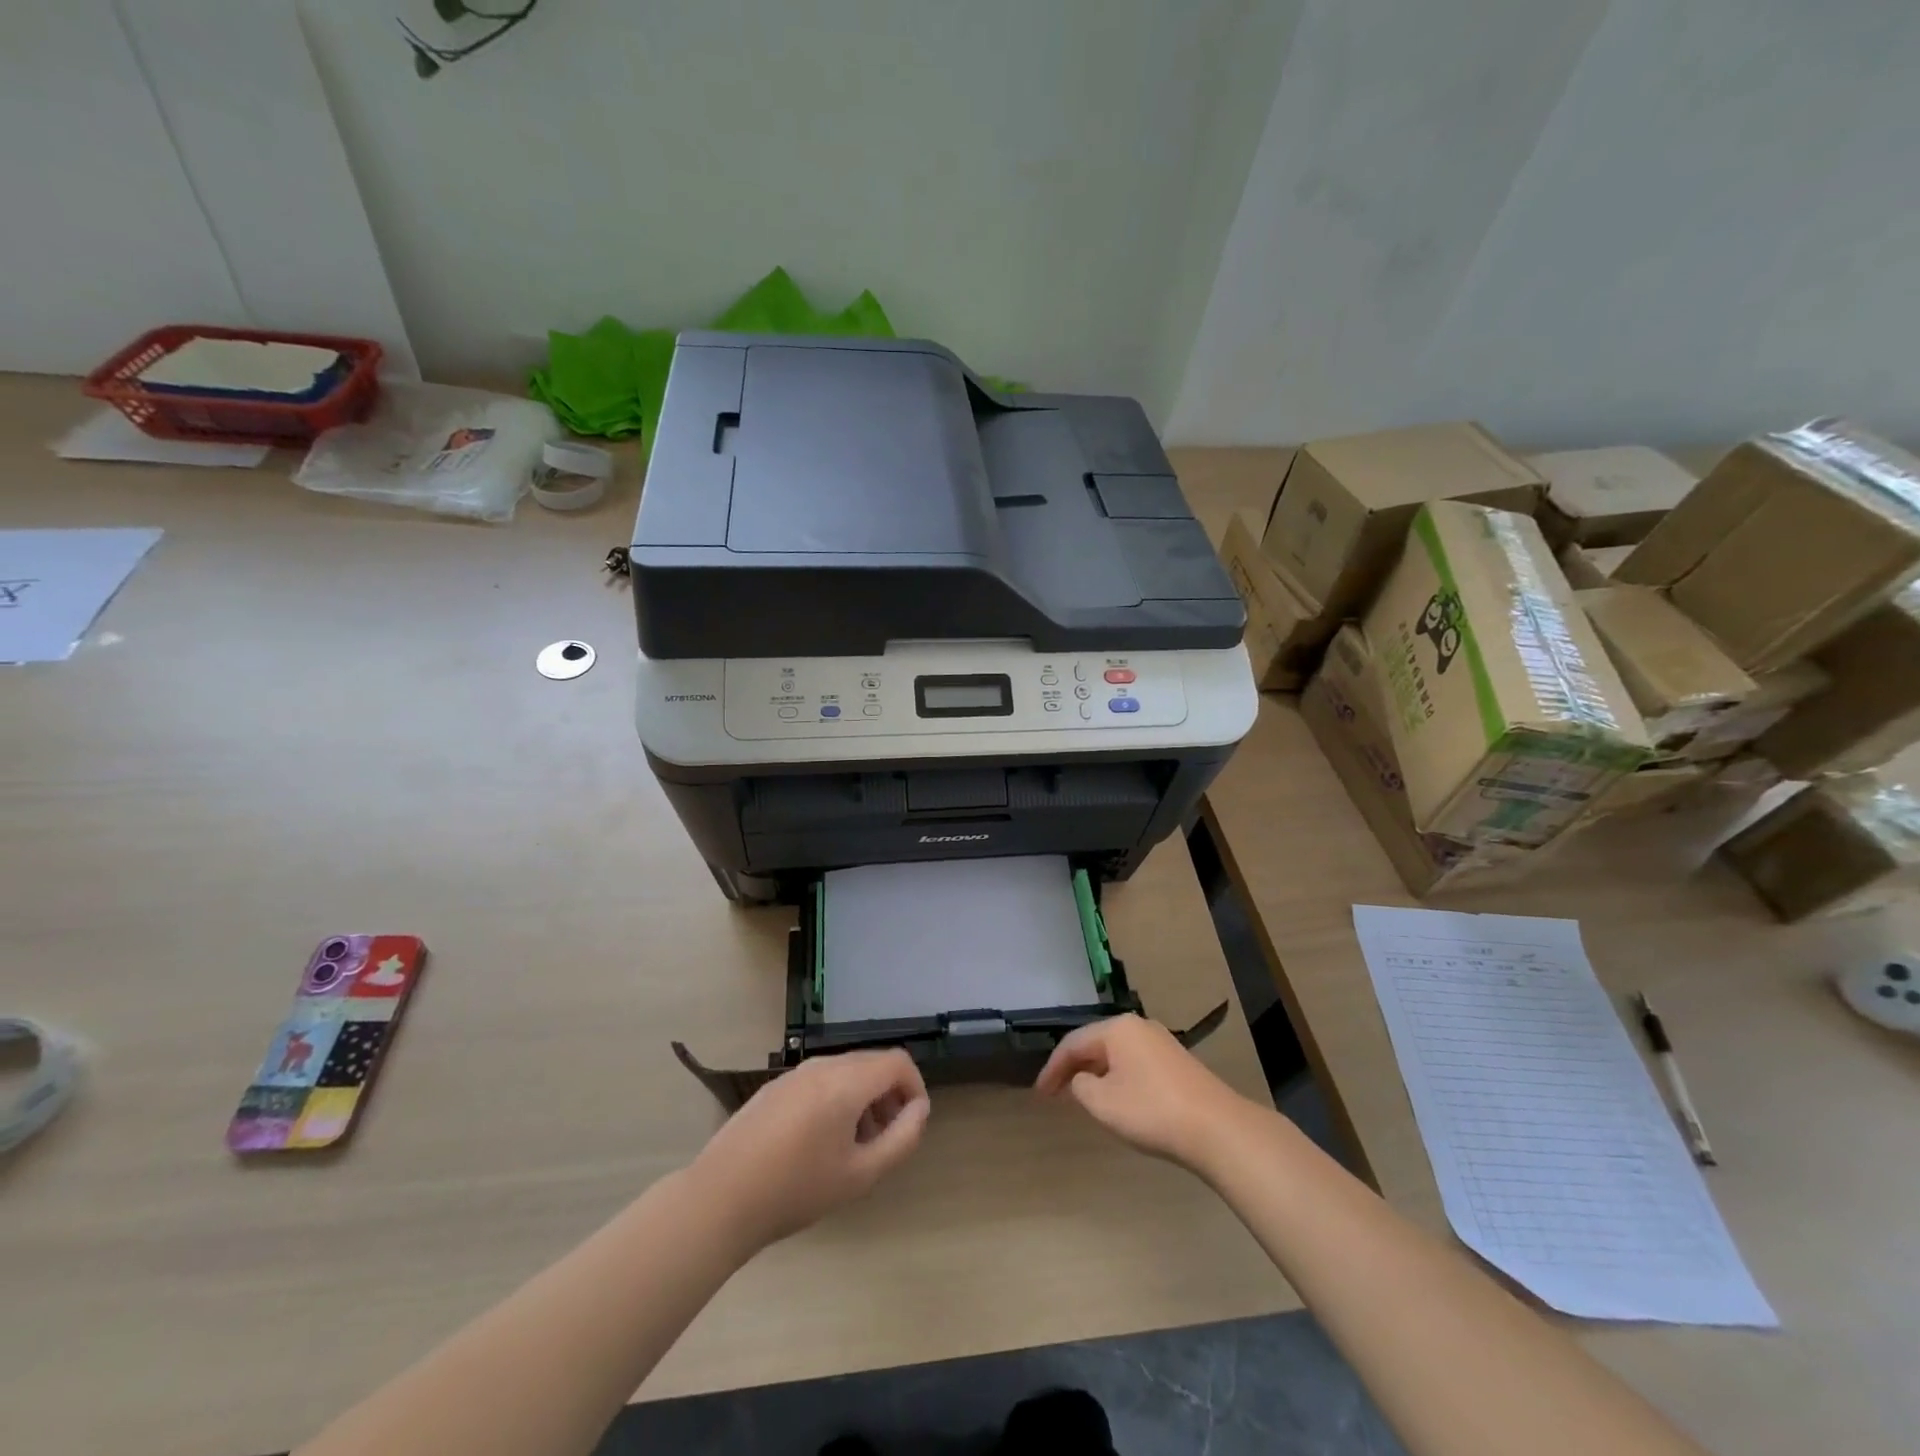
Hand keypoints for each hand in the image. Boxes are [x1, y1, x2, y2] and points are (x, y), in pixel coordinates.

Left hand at [687, 1050, 930, 1249]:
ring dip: (863, 1098)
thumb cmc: (796, 1189)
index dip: (915, 1087)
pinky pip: (820, 1080)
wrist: (720, 1198)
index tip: (912, 1124)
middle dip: (889, 1095)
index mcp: (846, 1081)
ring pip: (845, 1071)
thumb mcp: (860, 1174)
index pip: (898, 1062)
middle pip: (872, 1063)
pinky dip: (836, 1099)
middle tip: (887, 1139)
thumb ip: (901, 1139)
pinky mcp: (775, 1086)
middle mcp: (823, 1065)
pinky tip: (819, 1142)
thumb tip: (920, 1109)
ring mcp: (795, 1073)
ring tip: (855, 1145)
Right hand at [1035, 1015, 1257, 1173]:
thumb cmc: (1151, 1110)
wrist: (1216, 1128)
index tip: (1039, 1094)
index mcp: (1117, 1028)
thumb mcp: (1103, 1102)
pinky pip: (1134, 1063)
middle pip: (1095, 1043)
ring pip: (1116, 1053)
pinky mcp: (1176, 1062)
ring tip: (1081, 1096)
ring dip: (1096, 1073)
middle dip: (1073, 1068)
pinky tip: (1116, 1097)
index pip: (1073, 1043)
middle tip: (1055, 1093)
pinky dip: (1117, 1077)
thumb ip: (1081, 1087)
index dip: (1052, 1068)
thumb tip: (1082, 1079)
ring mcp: (1160, 1042)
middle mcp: (1138, 1026)